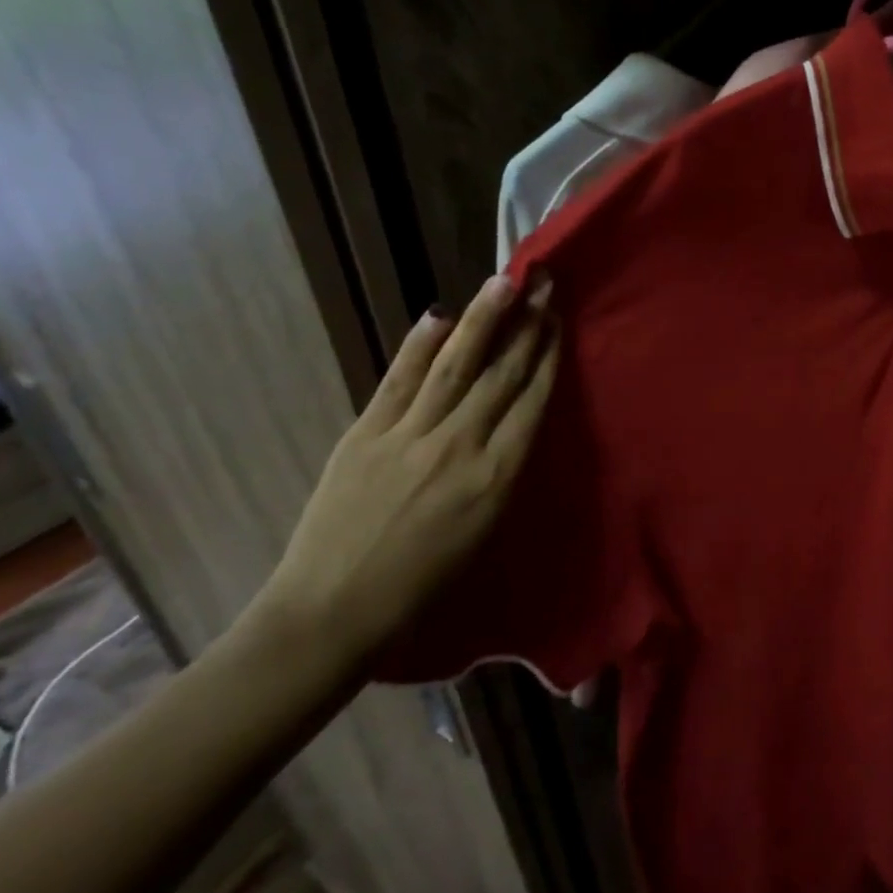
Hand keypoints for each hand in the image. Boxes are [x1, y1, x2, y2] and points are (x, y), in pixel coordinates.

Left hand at [248, 274, 559, 669]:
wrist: (333, 610)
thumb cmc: (424, 585)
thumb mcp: (486, 532)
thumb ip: (503, 473)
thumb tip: (514, 421)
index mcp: (497, 477)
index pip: (531, 401)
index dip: (548, 356)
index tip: (559, 320)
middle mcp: (460, 446)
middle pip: (502, 374)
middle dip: (527, 326)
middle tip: (544, 285)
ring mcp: (409, 436)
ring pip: (455, 366)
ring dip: (483, 319)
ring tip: (504, 282)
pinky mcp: (365, 434)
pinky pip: (398, 380)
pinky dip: (417, 346)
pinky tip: (438, 316)